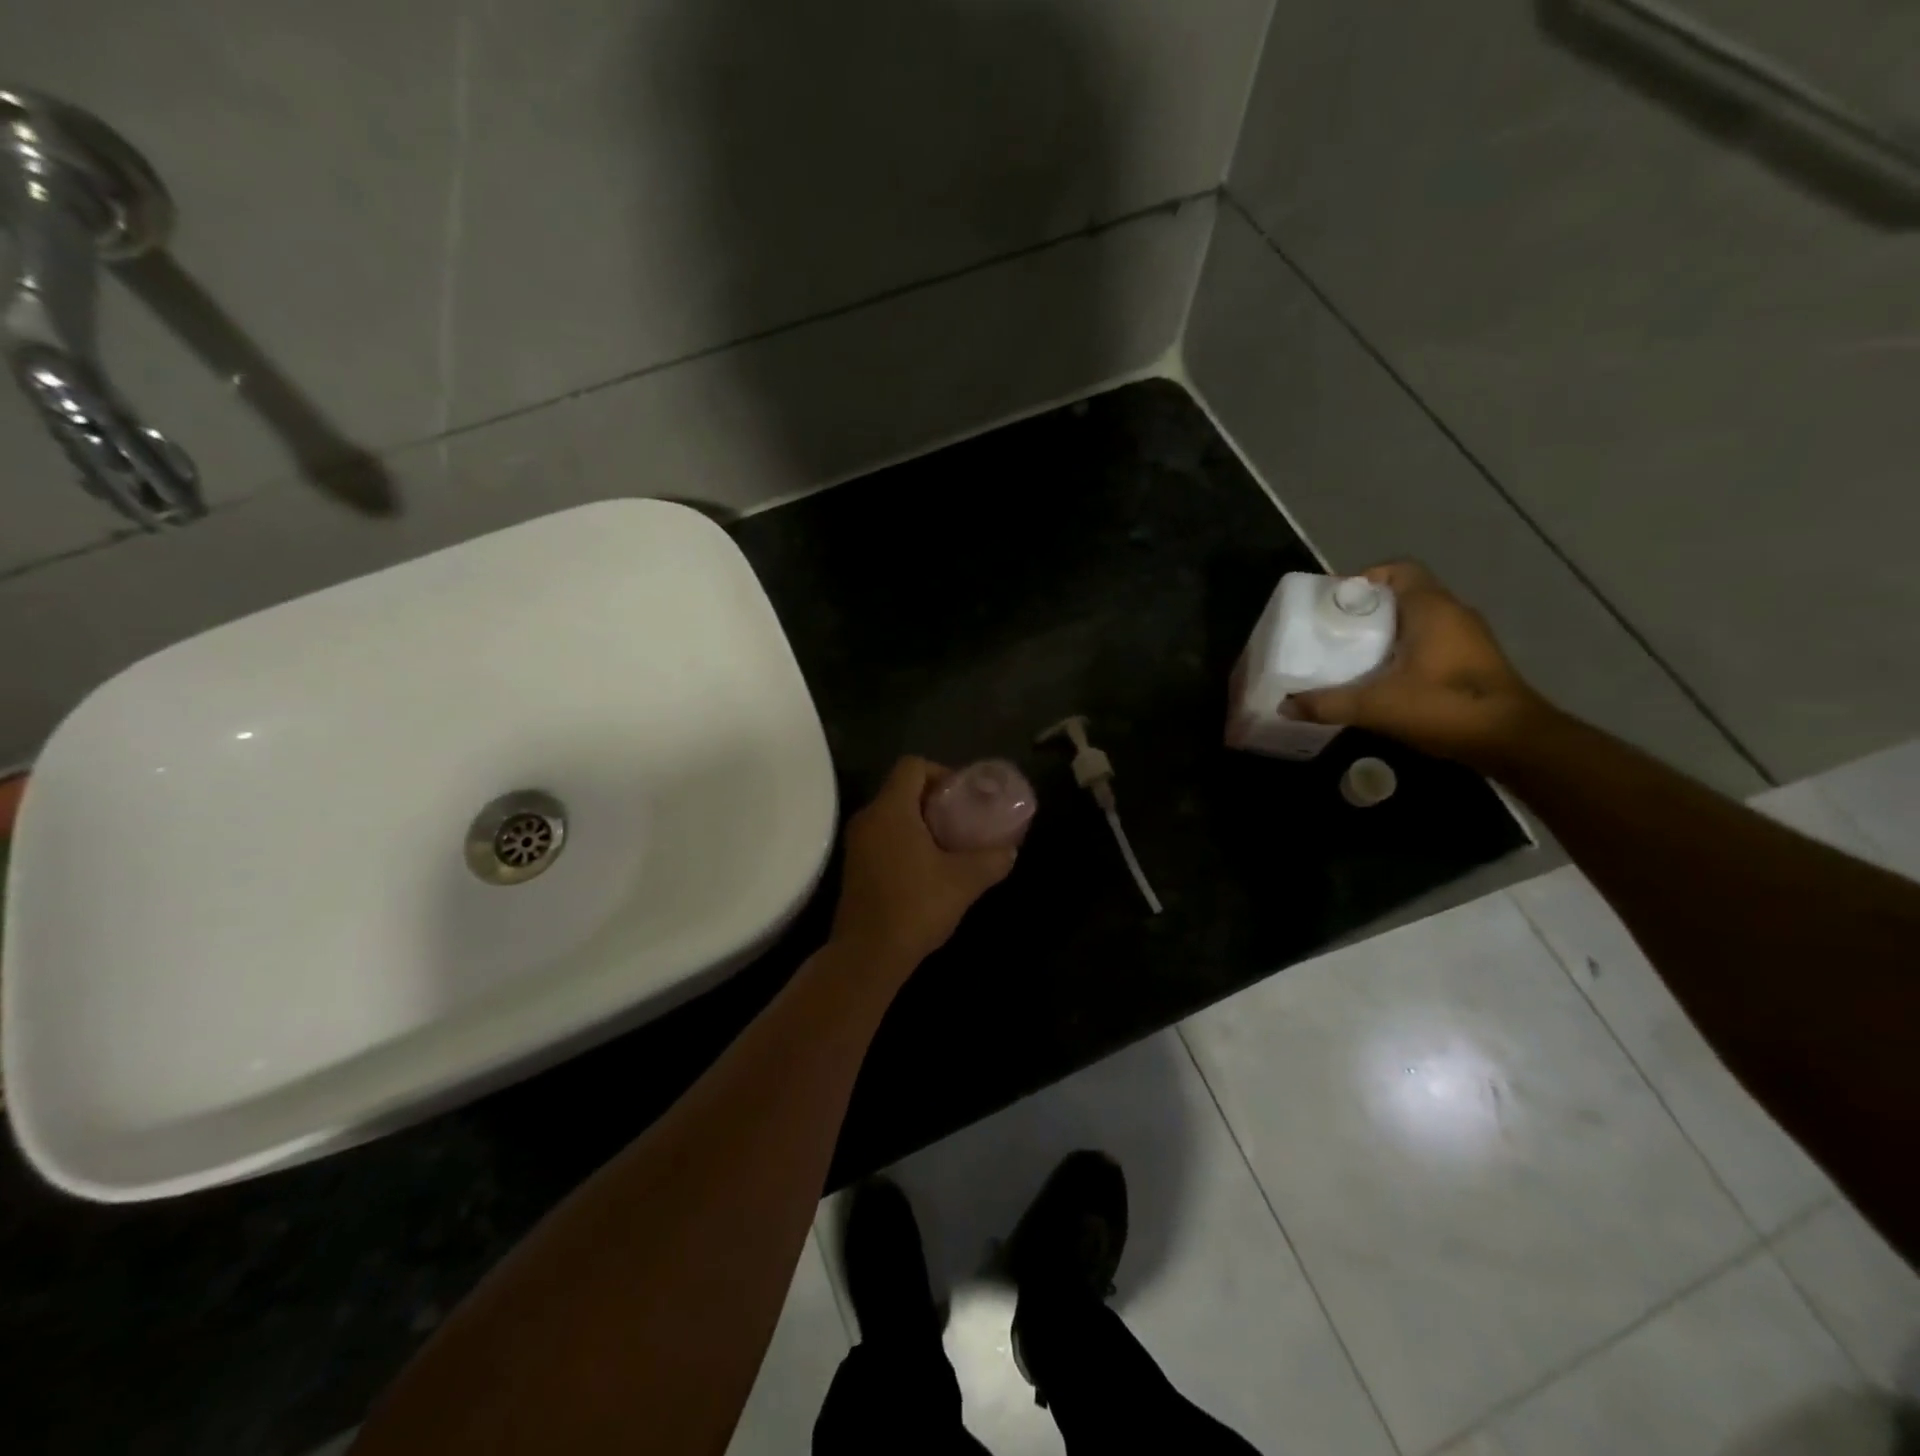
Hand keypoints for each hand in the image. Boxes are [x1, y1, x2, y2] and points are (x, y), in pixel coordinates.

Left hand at [831, 757, 1017, 970]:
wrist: (868, 955)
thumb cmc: (916, 906)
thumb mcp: (965, 881)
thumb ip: (991, 860)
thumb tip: (1010, 850)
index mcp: (891, 810)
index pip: (912, 766)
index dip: (941, 772)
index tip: (963, 797)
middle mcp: (868, 818)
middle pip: (902, 789)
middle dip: (935, 800)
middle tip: (963, 820)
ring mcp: (857, 844)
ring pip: (892, 815)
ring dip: (921, 822)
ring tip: (951, 845)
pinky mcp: (855, 867)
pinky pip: (883, 837)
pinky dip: (906, 841)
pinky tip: (929, 868)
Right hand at [1287, 561, 1549, 763]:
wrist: (1511, 740)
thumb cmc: (1445, 706)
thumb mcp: (1376, 706)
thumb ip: (1328, 704)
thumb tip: (1285, 706)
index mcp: (1431, 608)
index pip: (1398, 570)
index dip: (1365, 579)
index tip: (1336, 602)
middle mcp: (1453, 613)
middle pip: (1404, 595)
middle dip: (1367, 610)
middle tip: (1333, 631)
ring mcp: (1468, 638)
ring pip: (1418, 621)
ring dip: (1386, 633)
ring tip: (1351, 655)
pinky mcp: (1472, 662)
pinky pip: (1430, 642)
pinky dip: (1404, 651)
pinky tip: (1382, 678)